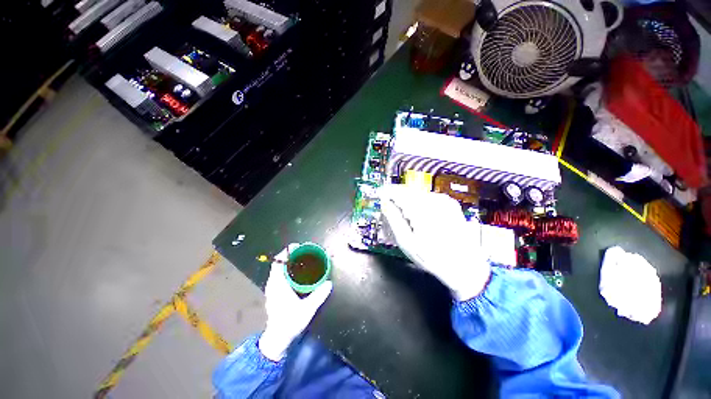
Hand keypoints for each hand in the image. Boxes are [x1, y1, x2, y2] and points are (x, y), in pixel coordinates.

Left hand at [258, 244, 332, 360]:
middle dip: (290, 255)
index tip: (297, 246)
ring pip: (278, 269)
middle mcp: (273, 284)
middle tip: (303, 251)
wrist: (277, 339)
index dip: (286, 252)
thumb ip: (318, 296)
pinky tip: (297, 273)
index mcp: (278, 285)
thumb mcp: (307, 310)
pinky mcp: (274, 293)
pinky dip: (287, 269)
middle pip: (279, 263)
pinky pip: (279, 275)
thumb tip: (329, 284)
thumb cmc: (290, 323)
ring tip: (301, 259)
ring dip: (288, 262)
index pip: (278, 263)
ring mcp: (272, 289)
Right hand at [379, 185, 490, 300]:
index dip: (387, 192)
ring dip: (407, 199)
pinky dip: (418, 202)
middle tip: (388, 205)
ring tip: (401, 212)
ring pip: (418, 193)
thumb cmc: (432, 257)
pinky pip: (427, 197)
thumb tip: (384, 203)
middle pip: (408, 190)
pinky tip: (417, 214)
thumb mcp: (406, 242)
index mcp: (421, 209)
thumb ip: (393, 219)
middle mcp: (434, 200)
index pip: (399, 192)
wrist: (464, 266)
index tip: (379, 196)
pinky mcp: (450, 204)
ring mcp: (444, 200)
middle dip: (396, 196)